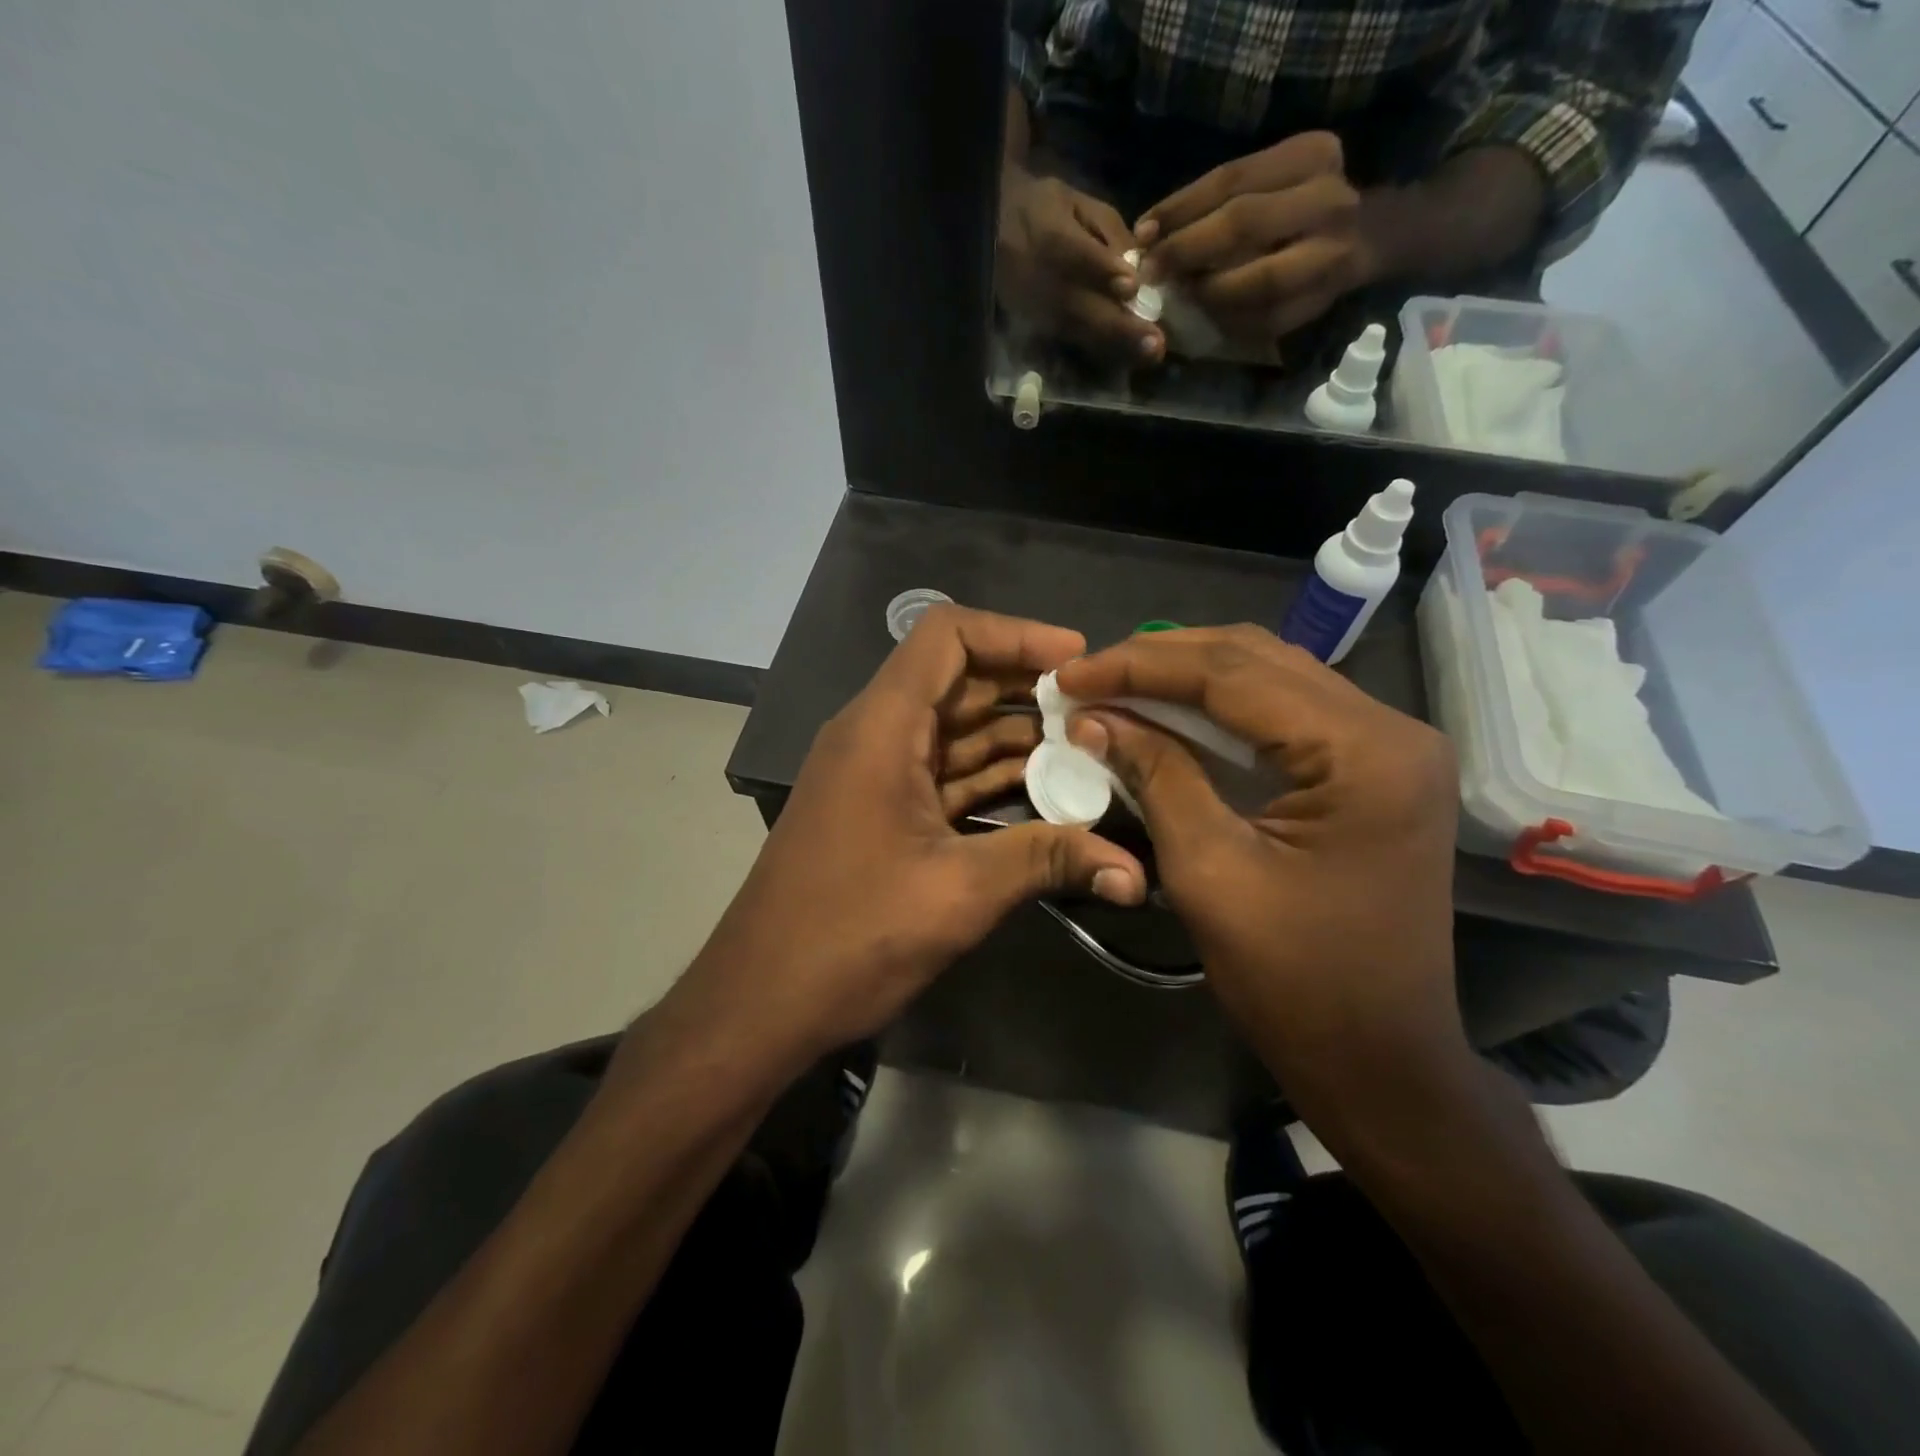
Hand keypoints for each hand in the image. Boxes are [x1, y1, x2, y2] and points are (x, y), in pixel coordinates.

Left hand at [672, 606, 1148, 1064]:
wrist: (760, 1002)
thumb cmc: (849, 935)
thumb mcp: (958, 892)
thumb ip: (1047, 861)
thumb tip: (1134, 870)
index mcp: (882, 727)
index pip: (947, 635)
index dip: (1015, 634)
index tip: (1077, 660)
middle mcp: (875, 735)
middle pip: (958, 680)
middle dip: (1028, 689)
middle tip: (1099, 711)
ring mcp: (876, 775)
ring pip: (955, 731)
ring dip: (1016, 738)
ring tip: (1089, 752)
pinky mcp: (881, 812)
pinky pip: (944, 774)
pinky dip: (991, 778)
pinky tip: (1046, 796)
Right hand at [997, 166, 1164, 363]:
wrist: (992, 234)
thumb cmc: (1042, 210)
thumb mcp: (1076, 203)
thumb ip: (1109, 232)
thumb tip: (1139, 266)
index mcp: (1046, 233)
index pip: (1073, 253)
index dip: (1100, 270)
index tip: (1131, 287)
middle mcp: (1039, 278)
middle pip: (1080, 306)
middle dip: (1119, 326)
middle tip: (1155, 343)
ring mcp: (1036, 309)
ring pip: (1079, 330)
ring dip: (1115, 344)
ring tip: (1149, 353)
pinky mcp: (1038, 327)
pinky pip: (1074, 339)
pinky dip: (1103, 347)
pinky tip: (1130, 354)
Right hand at [1056, 626, 1461, 1115]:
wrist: (1379, 1060)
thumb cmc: (1294, 981)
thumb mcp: (1209, 872)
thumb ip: (1156, 776)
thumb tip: (1094, 717)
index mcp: (1363, 752)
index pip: (1234, 674)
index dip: (1141, 667)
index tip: (1070, 674)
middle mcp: (1388, 728)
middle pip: (1256, 659)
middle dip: (1161, 660)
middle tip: (1086, 674)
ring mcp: (1387, 747)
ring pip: (1271, 677)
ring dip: (1188, 676)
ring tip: (1116, 683)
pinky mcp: (1372, 769)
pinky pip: (1285, 714)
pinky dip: (1220, 707)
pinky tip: (1169, 712)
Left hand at [1136, 132, 1375, 343]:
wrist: (1371, 236)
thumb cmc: (1300, 208)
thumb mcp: (1270, 183)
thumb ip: (1219, 202)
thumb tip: (1149, 235)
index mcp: (1310, 156)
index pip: (1231, 178)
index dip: (1180, 209)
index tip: (1142, 234)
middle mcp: (1328, 200)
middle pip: (1243, 224)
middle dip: (1187, 251)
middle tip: (1152, 272)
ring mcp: (1331, 253)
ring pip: (1258, 280)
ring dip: (1209, 293)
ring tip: (1179, 297)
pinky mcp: (1323, 300)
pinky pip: (1266, 319)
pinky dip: (1229, 322)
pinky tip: (1206, 319)